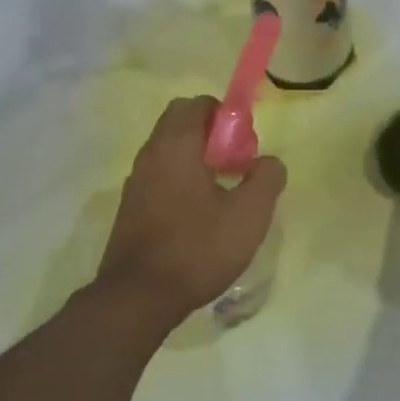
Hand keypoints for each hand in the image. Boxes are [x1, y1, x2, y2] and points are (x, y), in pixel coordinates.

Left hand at [97, 97, 286, 322]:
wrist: (139, 296)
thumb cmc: (197, 248)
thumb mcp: (249, 215)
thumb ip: (266, 178)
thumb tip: (268, 162)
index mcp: (175, 145)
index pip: (197, 104)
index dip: (226, 117)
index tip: (244, 148)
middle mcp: (149, 154)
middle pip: (180, 124)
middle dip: (212, 136)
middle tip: (236, 167)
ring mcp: (135, 181)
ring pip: (169, 152)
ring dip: (196, 160)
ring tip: (222, 195)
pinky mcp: (130, 207)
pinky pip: (159, 176)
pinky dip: (180, 181)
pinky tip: (199, 217)